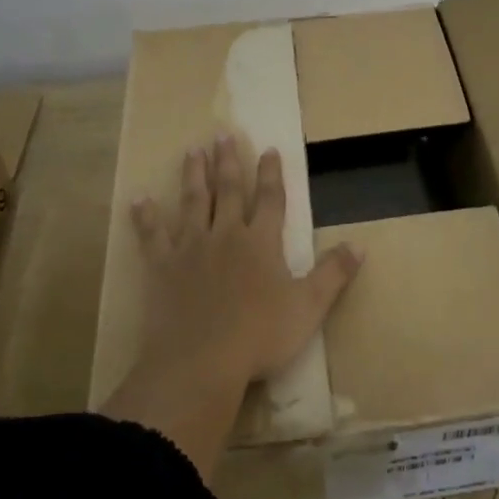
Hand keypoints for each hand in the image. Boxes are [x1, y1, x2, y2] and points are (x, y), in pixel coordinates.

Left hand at [130, 136, 360, 386]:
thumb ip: (334, 273)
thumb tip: (359, 244)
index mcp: (261, 242)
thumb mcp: (309, 307)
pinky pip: (152, 235)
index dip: (271, 174)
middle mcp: (226, 234)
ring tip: (193, 150)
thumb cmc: (260, 336)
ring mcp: (191, 248)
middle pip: (229, 190)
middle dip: (228, 162)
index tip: (269, 149)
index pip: (270, 199)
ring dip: (194, 175)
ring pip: (193, 202)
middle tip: (223, 135)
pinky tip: (139, 200)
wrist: (201, 363)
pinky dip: (146, 217)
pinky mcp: (162, 266)